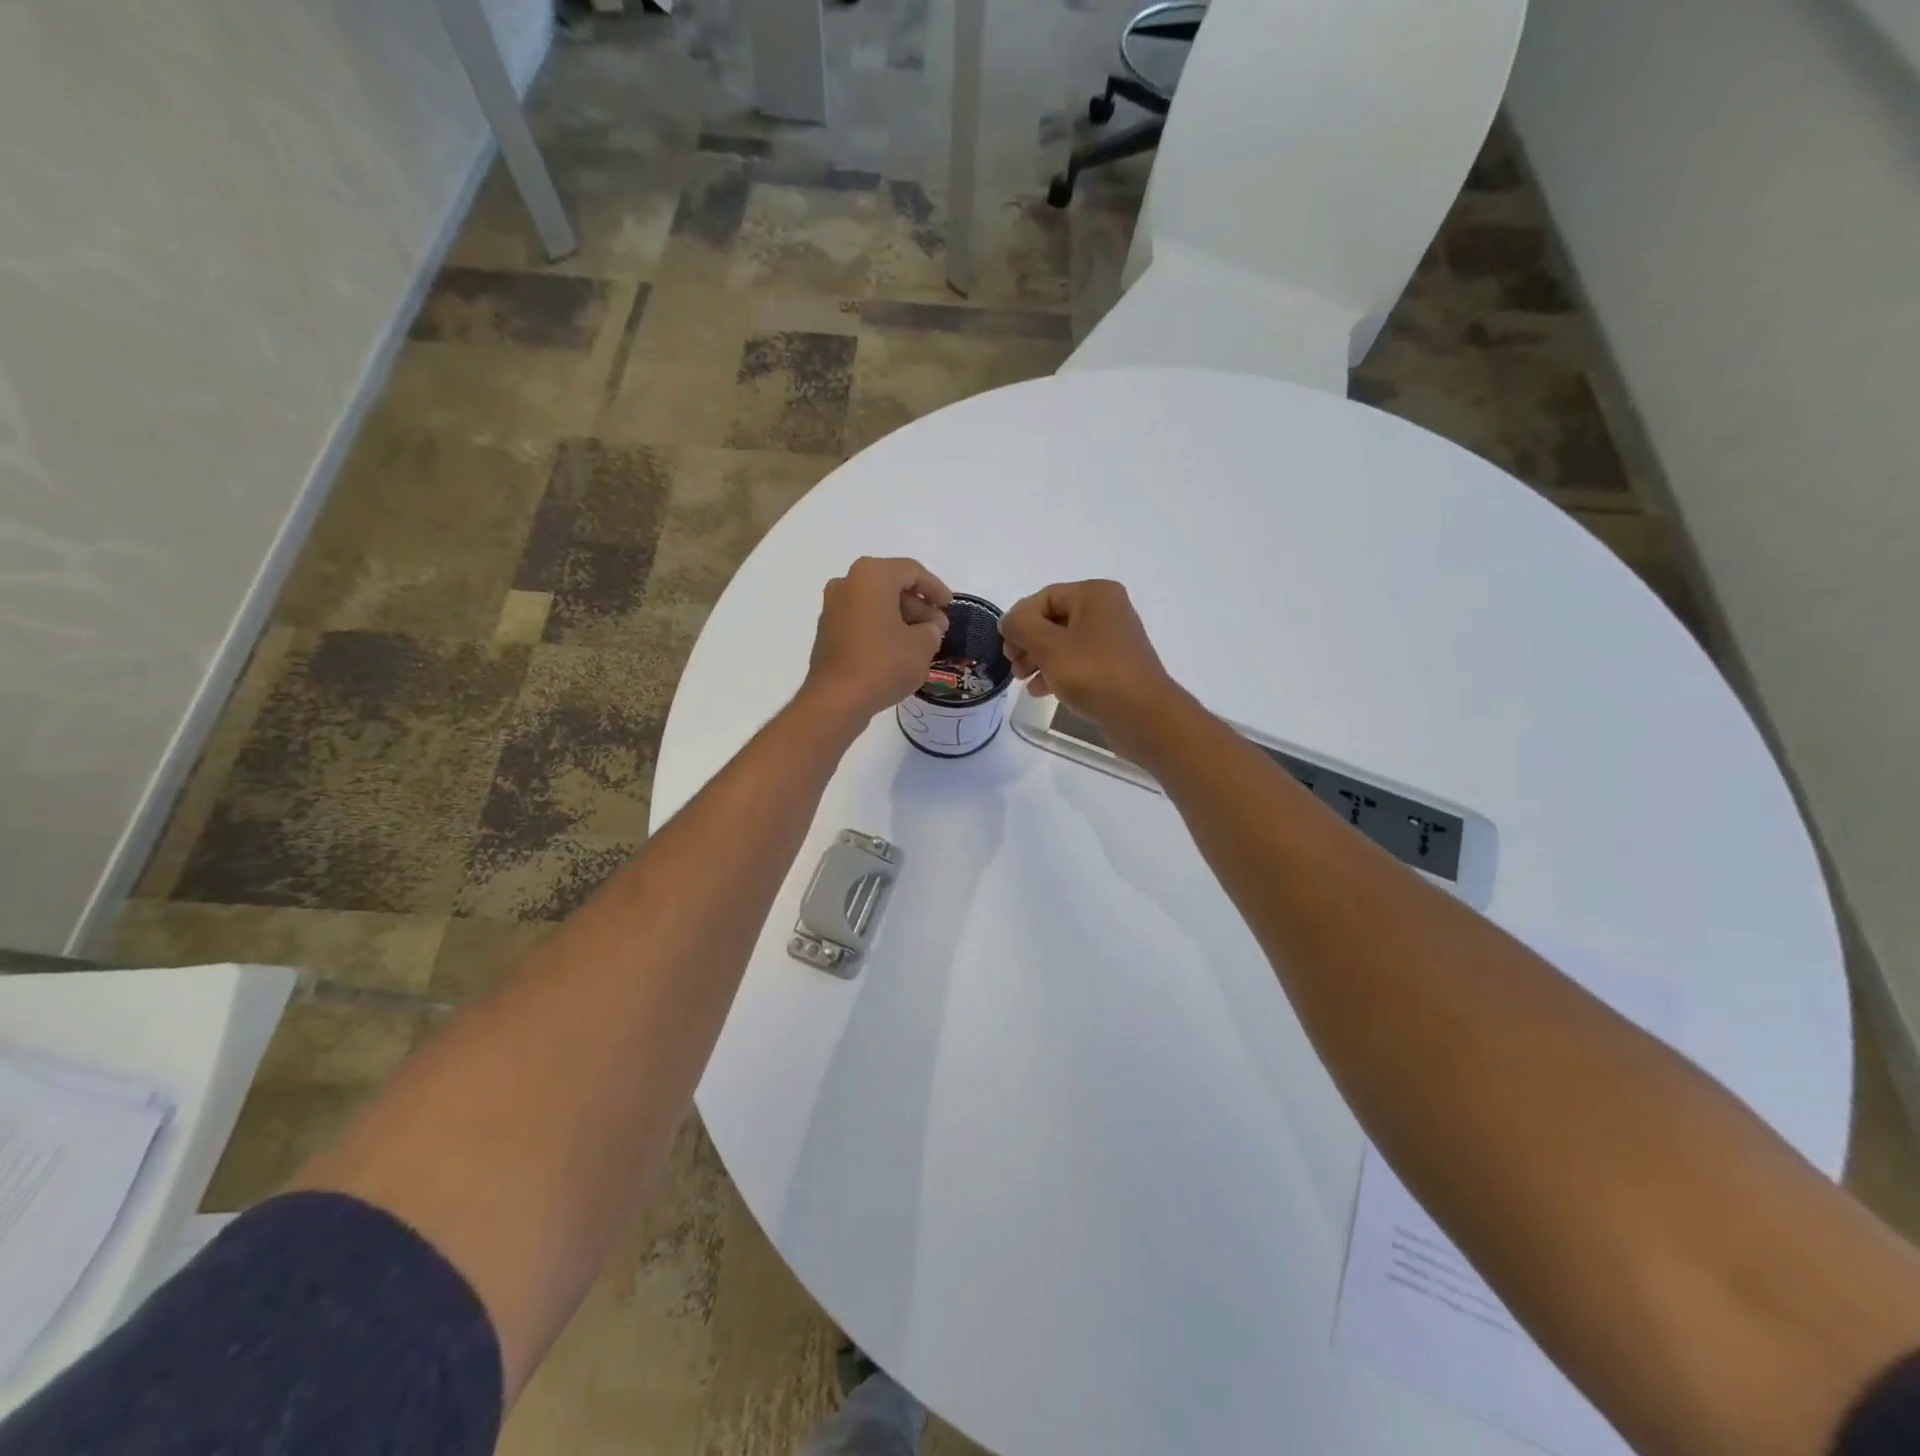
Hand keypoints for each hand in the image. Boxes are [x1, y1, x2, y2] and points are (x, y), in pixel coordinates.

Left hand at [802, 557, 952, 727]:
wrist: (836, 699)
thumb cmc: (884, 664)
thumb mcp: (922, 646)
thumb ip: (932, 629)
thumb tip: (928, 628)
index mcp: (871, 576)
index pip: (912, 571)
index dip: (935, 588)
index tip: (950, 606)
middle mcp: (847, 583)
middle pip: (891, 585)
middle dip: (918, 605)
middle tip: (938, 627)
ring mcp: (833, 607)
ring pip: (876, 603)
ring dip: (901, 617)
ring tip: (923, 641)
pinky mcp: (828, 631)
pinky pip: (862, 619)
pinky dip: (882, 627)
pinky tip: (899, 649)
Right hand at [999, 580, 1180, 731]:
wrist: (1142, 715)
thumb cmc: (1093, 673)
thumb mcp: (1048, 647)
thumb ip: (1021, 626)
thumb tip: (1009, 621)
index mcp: (1094, 594)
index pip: (1043, 598)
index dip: (1018, 621)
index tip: (1004, 649)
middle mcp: (1106, 610)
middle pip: (1052, 619)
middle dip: (1027, 643)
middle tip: (1013, 666)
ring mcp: (1112, 638)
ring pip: (1062, 642)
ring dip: (1038, 659)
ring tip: (1023, 680)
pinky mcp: (1114, 665)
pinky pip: (1077, 660)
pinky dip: (1056, 671)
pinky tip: (1041, 690)